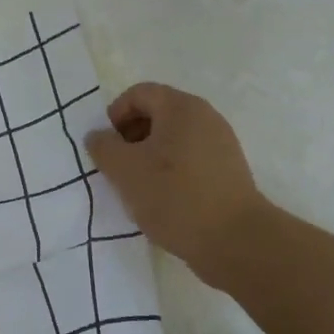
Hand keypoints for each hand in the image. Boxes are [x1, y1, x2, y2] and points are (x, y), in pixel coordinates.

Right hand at [83, 82, 269, 290]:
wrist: (235, 240)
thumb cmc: (175, 197)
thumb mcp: (125, 171)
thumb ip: (103, 147)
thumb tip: (98, 136)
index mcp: (181, 107)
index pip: (139, 93)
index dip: (115, 115)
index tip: (108, 147)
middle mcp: (205, 116)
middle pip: (158, 113)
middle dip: (131, 136)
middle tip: (119, 167)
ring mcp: (221, 143)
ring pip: (173, 138)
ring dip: (150, 156)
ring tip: (140, 187)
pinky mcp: (228, 169)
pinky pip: (190, 158)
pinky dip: (171, 170)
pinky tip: (165, 199)